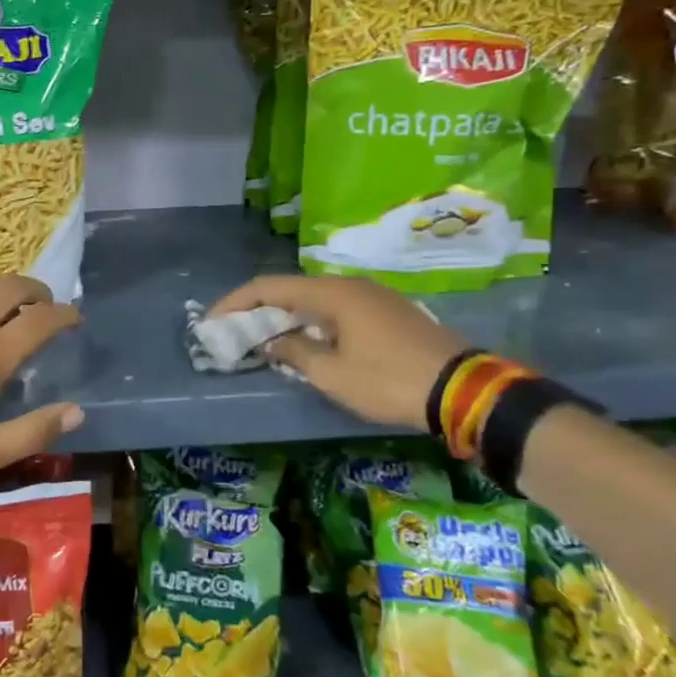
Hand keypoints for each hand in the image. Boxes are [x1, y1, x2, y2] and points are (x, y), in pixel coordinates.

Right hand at [209, 274, 468, 432]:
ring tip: (266, 339)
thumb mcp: (332, 375)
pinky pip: (338, 310)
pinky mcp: (390, 313)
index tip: (212, 320)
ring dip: (287, 316)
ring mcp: (374, 297)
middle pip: (291, 289)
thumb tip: (275, 340)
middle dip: (259, 309)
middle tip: (235, 331)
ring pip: (316, 300)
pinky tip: (308, 343)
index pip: (269, 287)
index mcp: (332, 293)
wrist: (463, 390)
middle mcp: (350, 286)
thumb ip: (295, 352)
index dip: (235, 302)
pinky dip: (313, 322)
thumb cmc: (389, 381)